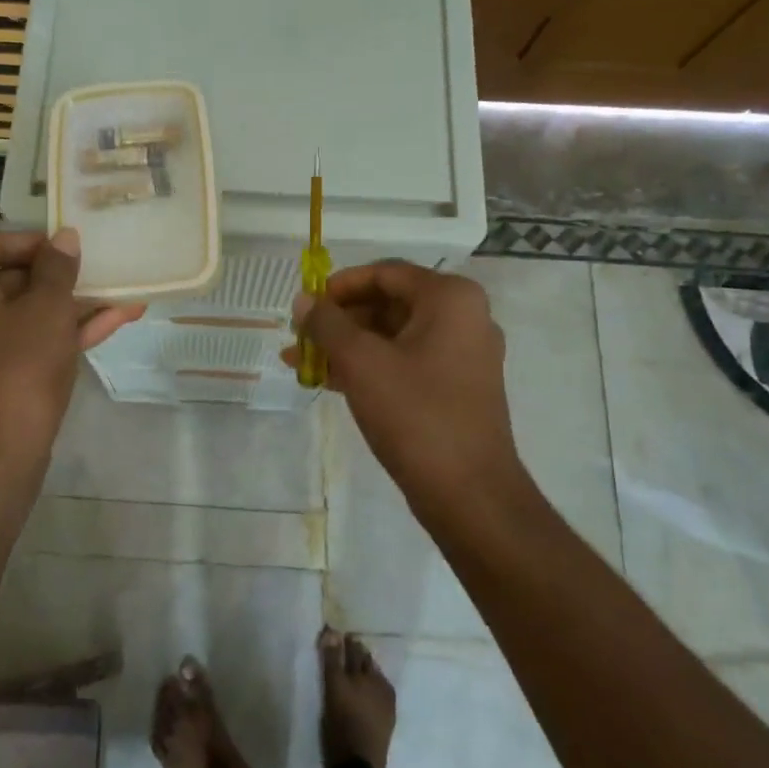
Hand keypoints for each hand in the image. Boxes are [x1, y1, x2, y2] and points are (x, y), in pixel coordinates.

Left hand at [0, 227, 142, 473]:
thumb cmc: (17, 367)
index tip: (72, 248)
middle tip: (98, 273)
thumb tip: (63, 238)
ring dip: (68, 307)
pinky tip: (109, 324)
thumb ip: (58, 268)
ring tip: (120, 297)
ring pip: (21, 314)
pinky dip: (58, 334)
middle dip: (59, 278)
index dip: (36, 242)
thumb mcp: (48, 309)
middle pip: (7, 279)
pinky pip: (20, 343)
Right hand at [291, 261, 524, 521]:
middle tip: (299, 336)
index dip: (340, 285)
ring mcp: (462, 355)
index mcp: (450, 299)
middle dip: (339, 320)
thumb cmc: (415, 414)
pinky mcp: (455, 387)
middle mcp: (463, 318)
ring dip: (346, 346)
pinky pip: (404, 362)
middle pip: (389, 303)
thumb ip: (327, 324)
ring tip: (300, 361)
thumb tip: (303, 300)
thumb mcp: (361, 362)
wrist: (469, 494)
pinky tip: (328, 380)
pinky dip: (368, 367)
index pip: (386, 273)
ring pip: (393, 336)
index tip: (306, 304)